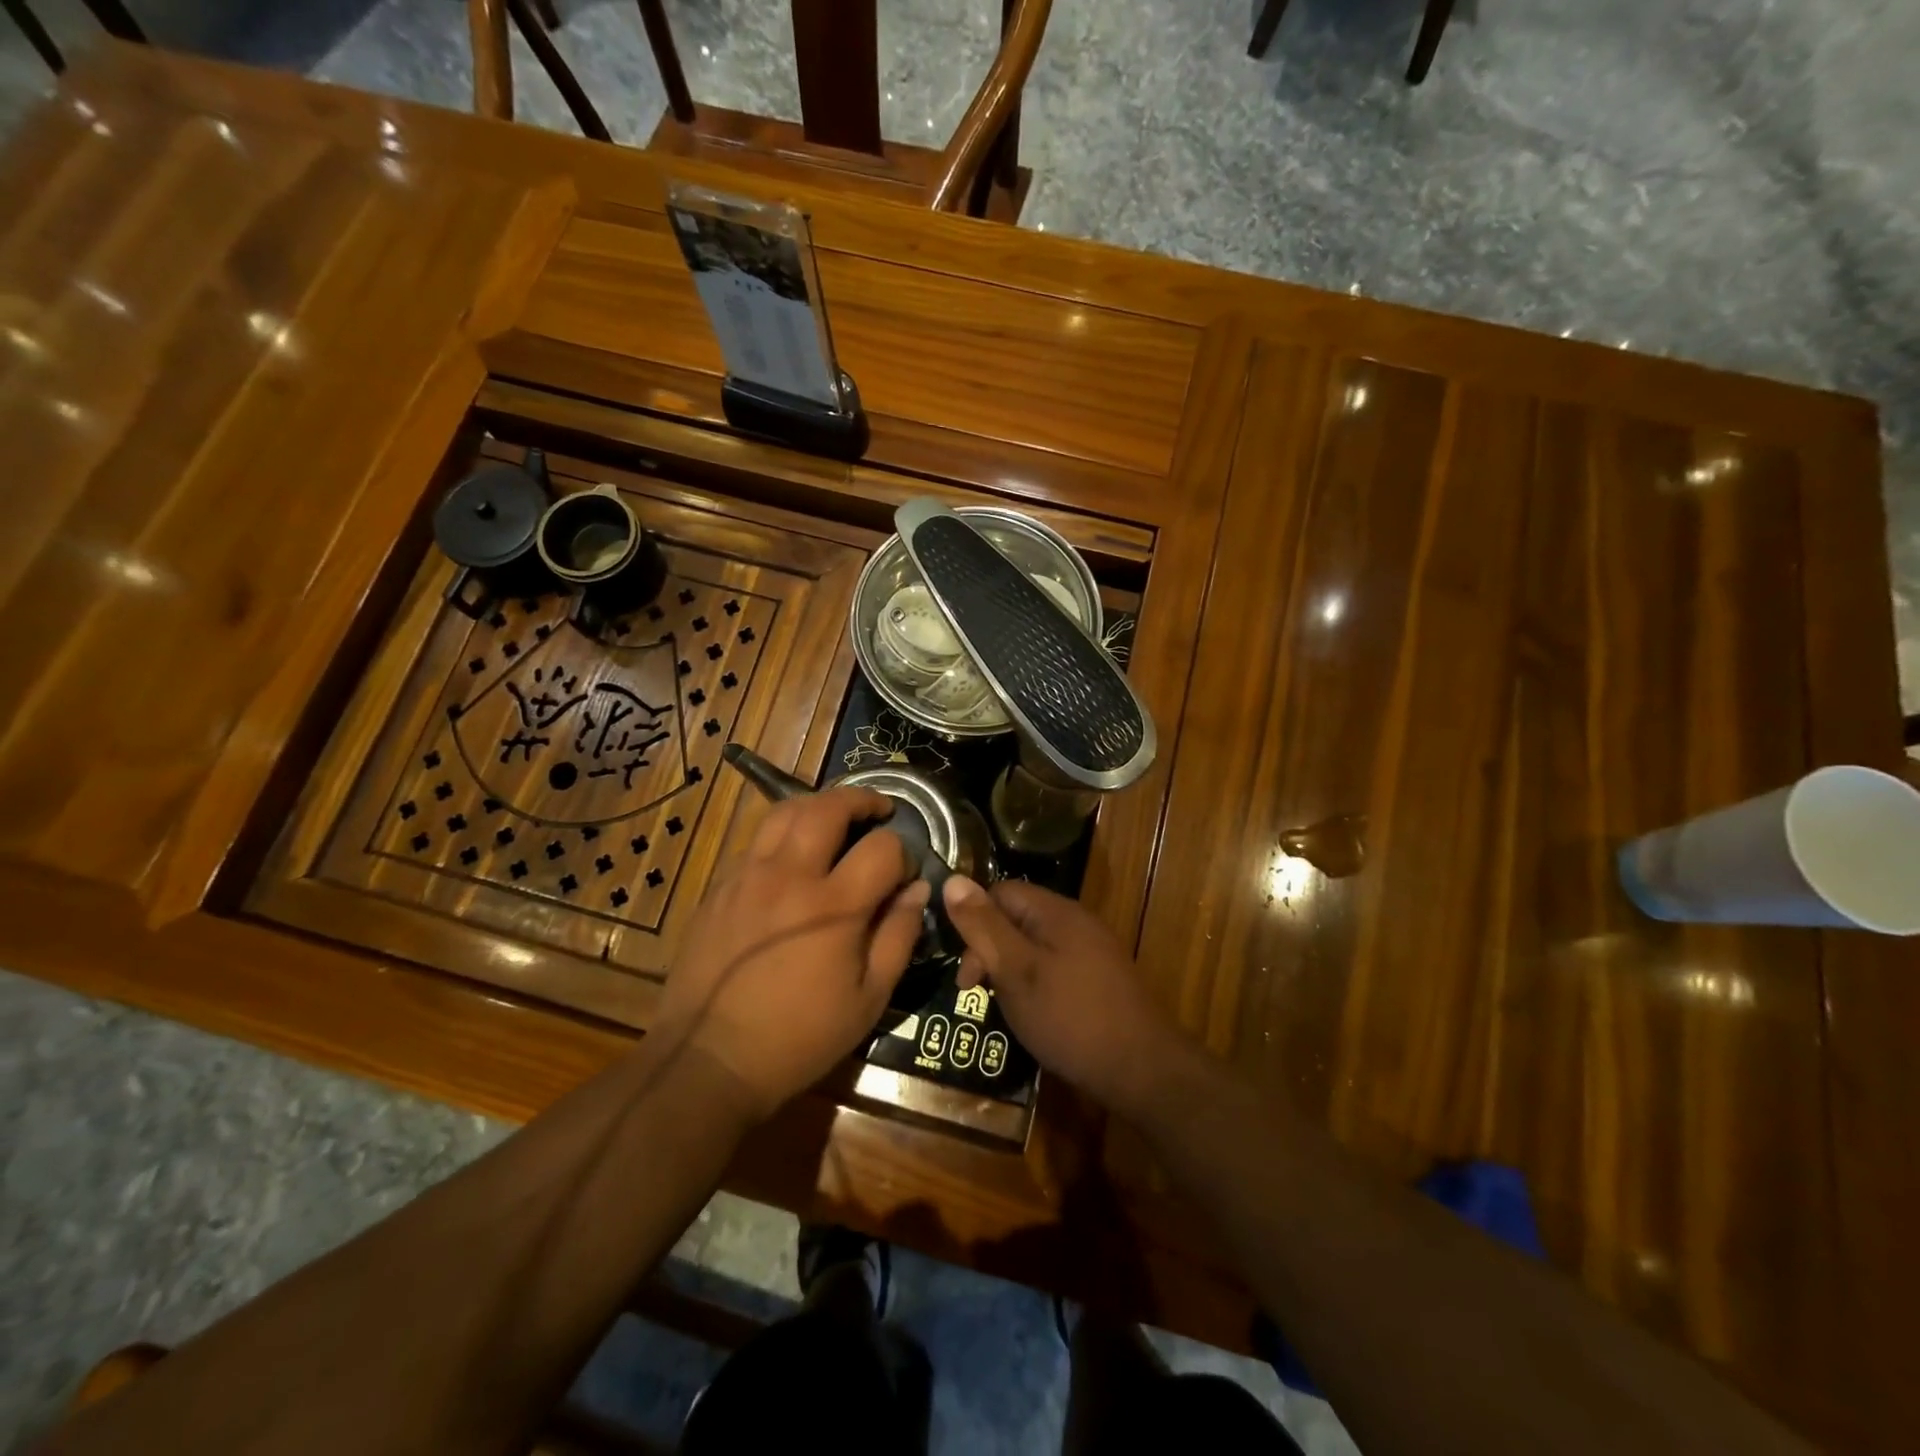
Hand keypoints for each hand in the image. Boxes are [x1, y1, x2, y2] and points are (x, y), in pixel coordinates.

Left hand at [656, 788, 928, 1121]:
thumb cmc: (799, 1037)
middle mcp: (790, 876)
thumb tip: (917, 890)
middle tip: (878, 809)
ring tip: (835, 817)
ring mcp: (748, 876)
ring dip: (818, 805)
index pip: (882, 848)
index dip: (903, 853)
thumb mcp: (868, 999)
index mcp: (834, 905)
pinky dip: (783, 833)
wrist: (708, 1060)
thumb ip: (898, 936)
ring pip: (784, 812)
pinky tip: (792, 856)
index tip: (905, 873)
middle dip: (861, 799)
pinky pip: (756, 841)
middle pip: (828, 808)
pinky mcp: (720, 887)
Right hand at [940, 876, 1186, 1114]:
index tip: (965, 969)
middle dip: (990, 950)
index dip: (974, 921)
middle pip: (1016, 918)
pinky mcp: (1100, 979)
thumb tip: (951, 879)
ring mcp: (1092, 951)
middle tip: (977, 992)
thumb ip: (984, 926)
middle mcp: (1076, 921)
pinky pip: (1054, 967)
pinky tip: (1033, 1014)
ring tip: (1003, 1007)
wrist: (1142, 1069)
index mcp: (1056, 911)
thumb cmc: (1070, 1016)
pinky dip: (1035, 984)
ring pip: (1034, 946)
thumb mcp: (1016, 970)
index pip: (1000, 891)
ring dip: (1011, 971)